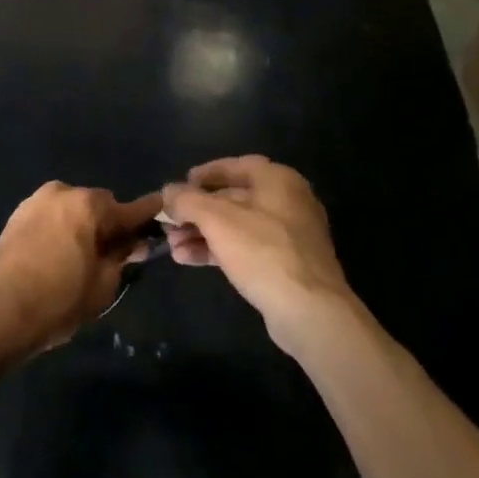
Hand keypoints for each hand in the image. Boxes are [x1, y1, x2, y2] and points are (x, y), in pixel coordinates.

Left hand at [0, 182, 162, 356]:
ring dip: (82, 226)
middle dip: (108, 224)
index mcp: (88, 205)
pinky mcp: (16, 216)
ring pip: (72, 210)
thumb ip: (121, 258)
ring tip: (82, 258)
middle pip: (98, 205)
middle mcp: (62, 192)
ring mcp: (36, 201)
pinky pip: (51, 217)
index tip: (162, 210)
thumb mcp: (102, 285)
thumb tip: (133, 244)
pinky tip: (58, 256)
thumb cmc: (57, 301)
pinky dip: (60, 229)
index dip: (147, 215)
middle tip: (114, 254)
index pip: (128, 208)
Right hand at [162, 156, 352, 352]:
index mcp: (278, 180)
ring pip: (237, 226)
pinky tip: (188, 259)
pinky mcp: (286, 265)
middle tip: (169, 222)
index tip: (179, 185)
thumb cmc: (263, 252)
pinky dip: (218, 250)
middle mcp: (288, 201)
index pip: (235, 165)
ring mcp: (289, 236)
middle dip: (197, 211)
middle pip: (233, 198)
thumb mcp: (217, 220)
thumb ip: (188, 200)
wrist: (310, 312)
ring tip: (172, 245)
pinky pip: (246, 248)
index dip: (205, 174)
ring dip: (203, 233)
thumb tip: (168, 192)